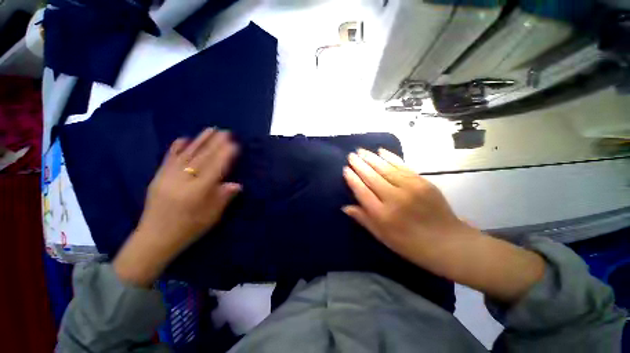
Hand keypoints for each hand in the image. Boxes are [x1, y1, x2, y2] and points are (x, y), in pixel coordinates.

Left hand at [114, 129, 240, 286]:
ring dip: (199, 141)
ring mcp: (169, 176)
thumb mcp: (207, 221)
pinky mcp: (159, 175)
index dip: (224, 156)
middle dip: (214, 144)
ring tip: (210, 129)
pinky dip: (177, 147)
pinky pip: (169, 157)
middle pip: (201, 158)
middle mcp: (183, 181)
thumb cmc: (184, 232)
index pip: (214, 169)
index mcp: (197, 194)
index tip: (233, 144)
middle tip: (225, 131)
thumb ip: (220, 201)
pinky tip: (185, 138)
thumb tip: (236, 184)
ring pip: (187, 154)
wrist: (155, 236)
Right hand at [342, 148, 472, 269]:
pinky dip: (392, 158)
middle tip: (352, 156)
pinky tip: (382, 152)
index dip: (353, 180)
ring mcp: (409, 187)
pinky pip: (403, 166)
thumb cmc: (412, 245)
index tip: (346, 170)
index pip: (362, 192)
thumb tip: (346, 207)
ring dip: (373, 158)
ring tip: (362, 151)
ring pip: (387, 168)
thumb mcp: (385, 239)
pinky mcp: (422, 181)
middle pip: (373, 177)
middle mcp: (394, 198)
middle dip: (360, 165)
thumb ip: (366, 221)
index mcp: (382, 216)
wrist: (444, 240)